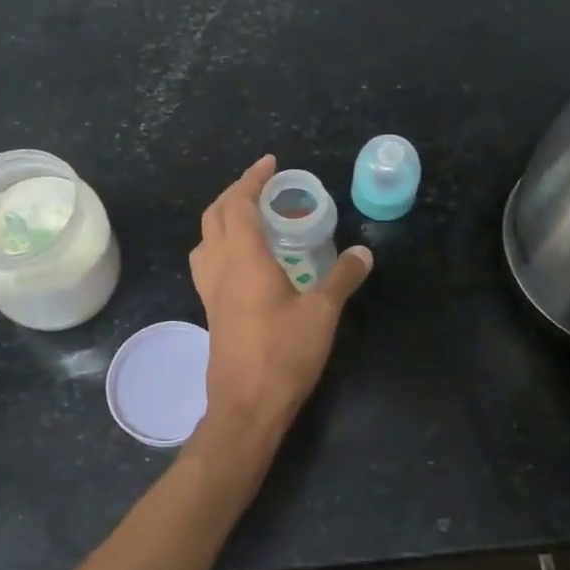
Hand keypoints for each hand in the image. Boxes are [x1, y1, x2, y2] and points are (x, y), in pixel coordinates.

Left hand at [189, 156, 371, 440]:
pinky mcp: (211, 311)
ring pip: (205, 239)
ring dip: (222, 218)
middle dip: (235, 193)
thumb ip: (343, 277)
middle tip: (263, 187)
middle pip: (215, 216)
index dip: (252, 179)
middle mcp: (219, 267)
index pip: (240, 204)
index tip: (270, 163)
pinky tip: (244, 260)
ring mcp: (210, 291)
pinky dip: (221, 245)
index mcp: (243, 258)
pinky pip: (208, 263)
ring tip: (250, 217)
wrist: (246, 406)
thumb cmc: (284, 354)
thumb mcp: (322, 313)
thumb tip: (364, 251)